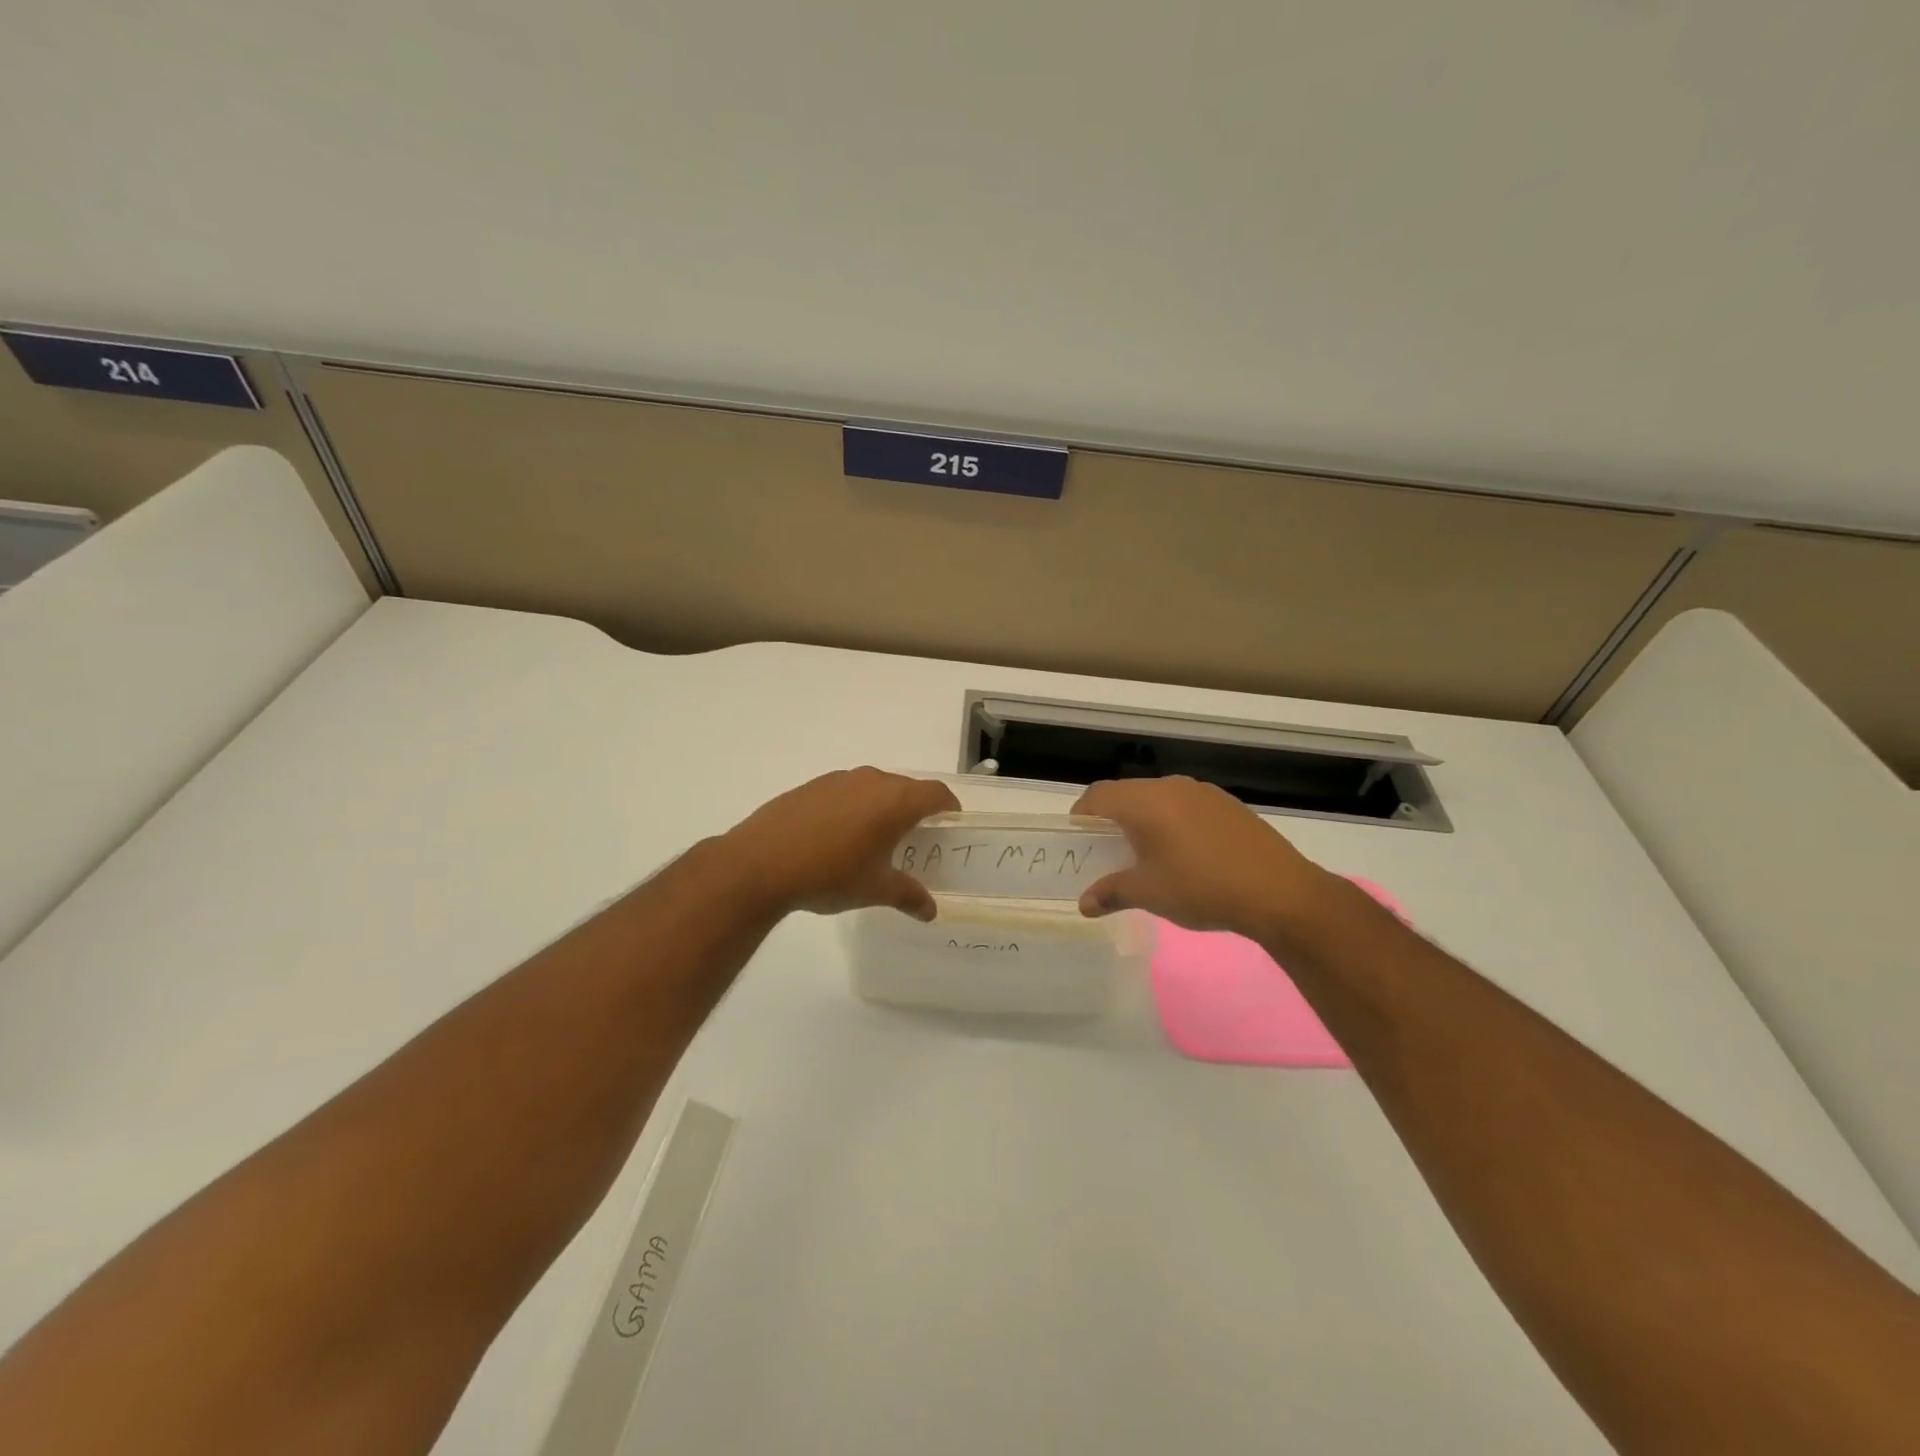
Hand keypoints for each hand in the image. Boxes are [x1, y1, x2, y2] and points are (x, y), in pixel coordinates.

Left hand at [722, 768, 960, 920]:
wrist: (760, 862)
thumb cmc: (830, 874)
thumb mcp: (875, 889)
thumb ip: (908, 896)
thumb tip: (930, 911)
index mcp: (895, 800)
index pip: (935, 793)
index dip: (948, 806)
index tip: (951, 823)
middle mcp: (871, 780)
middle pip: (905, 788)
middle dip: (915, 808)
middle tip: (915, 837)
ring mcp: (838, 780)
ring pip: (873, 787)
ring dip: (881, 806)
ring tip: (875, 838)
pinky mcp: (811, 786)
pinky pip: (845, 791)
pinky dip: (853, 807)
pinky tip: (838, 836)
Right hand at [1072, 777, 1334, 940]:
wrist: (1280, 892)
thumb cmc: (1202, 888)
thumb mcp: (1149, 893)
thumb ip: (1112, 892)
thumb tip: (1084, 903)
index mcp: (1145, 801)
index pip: (1098, 795)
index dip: (1082, 815)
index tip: (1079, 840)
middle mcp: (1171, 787)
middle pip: (1128, 793)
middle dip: (1113, 820)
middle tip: (1109, 853)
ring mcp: (1203, 793)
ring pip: (1159, 799)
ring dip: (1145, 820)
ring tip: (1148, 856)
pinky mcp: (1228, 805)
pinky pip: (1186, 806)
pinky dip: (1173, 823)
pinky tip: (1187, 855)